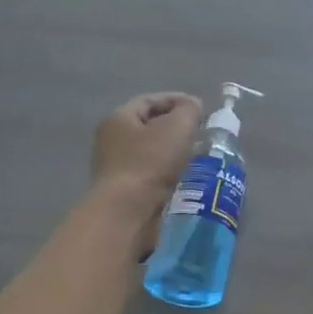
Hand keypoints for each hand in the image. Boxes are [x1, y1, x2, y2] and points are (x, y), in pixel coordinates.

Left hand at [90, 93, 202, 244]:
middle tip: (201, 133)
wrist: (128, 212)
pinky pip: (152, 175)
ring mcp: (115, 169)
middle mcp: (111, 141)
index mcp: (118, 119)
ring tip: (200, 157)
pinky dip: (170, 174)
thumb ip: (188, 110)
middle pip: (149, 127)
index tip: (201, 109)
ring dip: (175, 153)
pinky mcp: (124, 193)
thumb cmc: (150, 162)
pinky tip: (187, 178)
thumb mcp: (177, 126)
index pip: (149, 101)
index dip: (176, 100)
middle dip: (176, 128)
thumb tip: (192, 106)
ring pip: (152, 153)